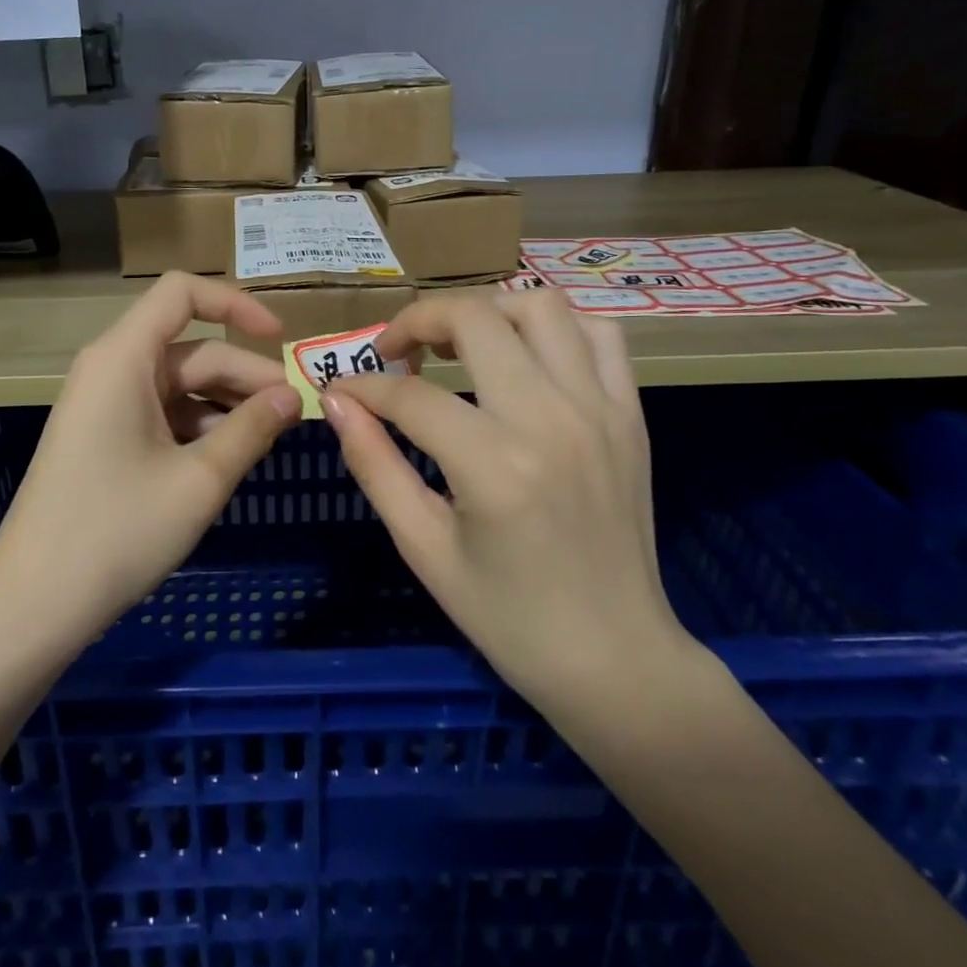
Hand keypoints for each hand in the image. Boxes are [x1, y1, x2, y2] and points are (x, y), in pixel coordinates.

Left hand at [0, 272, 302, 650]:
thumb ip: (252, 429)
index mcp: (124, 357)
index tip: (279, 337)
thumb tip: (293, 396)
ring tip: (270, 440)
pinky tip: (229, 459)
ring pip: (180, 385)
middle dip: (245, 376)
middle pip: (191, 349)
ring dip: (226, 405)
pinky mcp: (104, 437)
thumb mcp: (199, 481)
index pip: (182, 292)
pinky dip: (199, 427)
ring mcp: (104, 404)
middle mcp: (111, 368)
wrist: (33, 604)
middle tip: (296, 414)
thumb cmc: (117, 532)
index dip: (235, 304)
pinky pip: (162, 413)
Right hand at [320, 289, 694, 719]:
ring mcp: (599, 410)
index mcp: (494, 466)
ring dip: (487, 310)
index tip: (341, 390)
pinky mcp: (630, 414)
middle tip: (396, 352)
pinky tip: (526, 355)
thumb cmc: (508, 618)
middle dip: (418, 320)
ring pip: (539, 305)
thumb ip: (375, 465)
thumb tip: (336, 401)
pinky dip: (555, 326)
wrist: (615, 661)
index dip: (364, 384)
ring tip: (459, 342)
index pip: (411, 394)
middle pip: (474, 319)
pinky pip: (599, 333)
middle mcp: (551, 420)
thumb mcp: (423, 548)